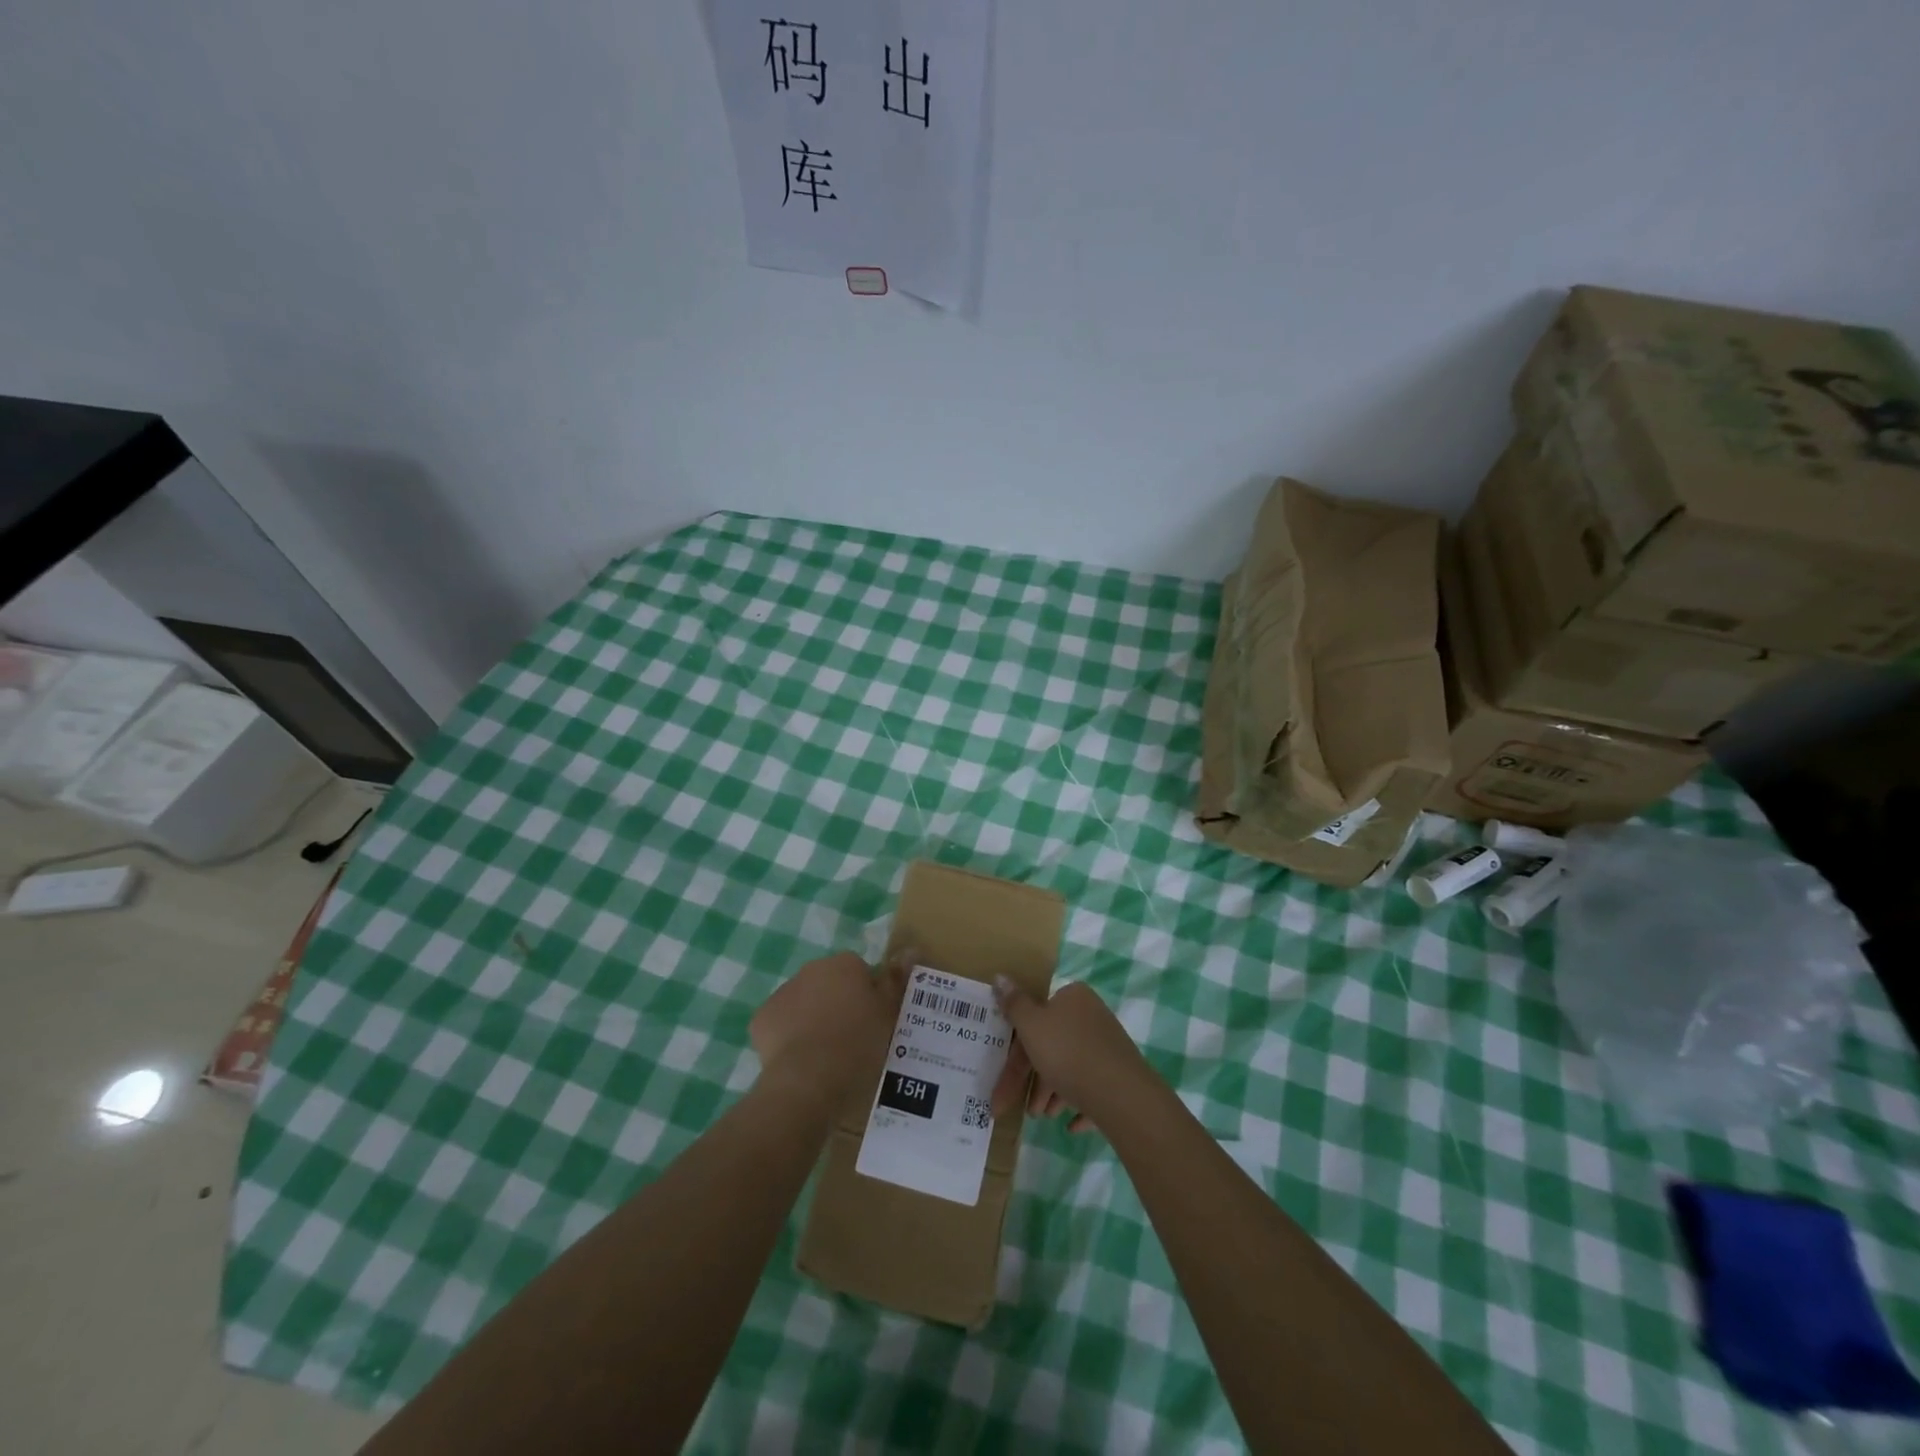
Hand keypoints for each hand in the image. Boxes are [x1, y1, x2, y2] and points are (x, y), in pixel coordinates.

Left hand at [751, 951, 904, 1112]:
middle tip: (850, 1038)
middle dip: (837, 1003)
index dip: (867, 995)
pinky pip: (780, 1024)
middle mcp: (811, 969)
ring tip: (825, 1054)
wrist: (809, 1080)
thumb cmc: (857, 1045)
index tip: (871, 1021)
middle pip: (828, 983)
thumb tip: (910, 950)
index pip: (860, 971)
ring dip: (812, 1018)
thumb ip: (897, 981)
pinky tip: (800, 1061)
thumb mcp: (889, 1014)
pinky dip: (788, 1037)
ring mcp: (782, 992)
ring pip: (803, 1002)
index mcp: (844, 964)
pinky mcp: (761, 1019)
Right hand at [990, 980, 1152, 1133]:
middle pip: (1053, 1045)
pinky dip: (1078, 1102)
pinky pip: (1093, 1087)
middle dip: (1035, 1078)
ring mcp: (1108, 1045)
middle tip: (1025, 1105)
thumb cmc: (1068, 1053)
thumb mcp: (1031, 1025)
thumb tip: (1000, 976)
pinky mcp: (1120, 1074)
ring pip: (1071, 1067)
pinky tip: (1071, 1125)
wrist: (1120, 1094)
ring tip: (1043, 1117)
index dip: (1018, 1048)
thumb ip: (1014, 1004)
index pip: (1038, 1017)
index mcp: (1072, 997)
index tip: (1007, 1073)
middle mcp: (1092, 1015)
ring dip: (1053, 1093)